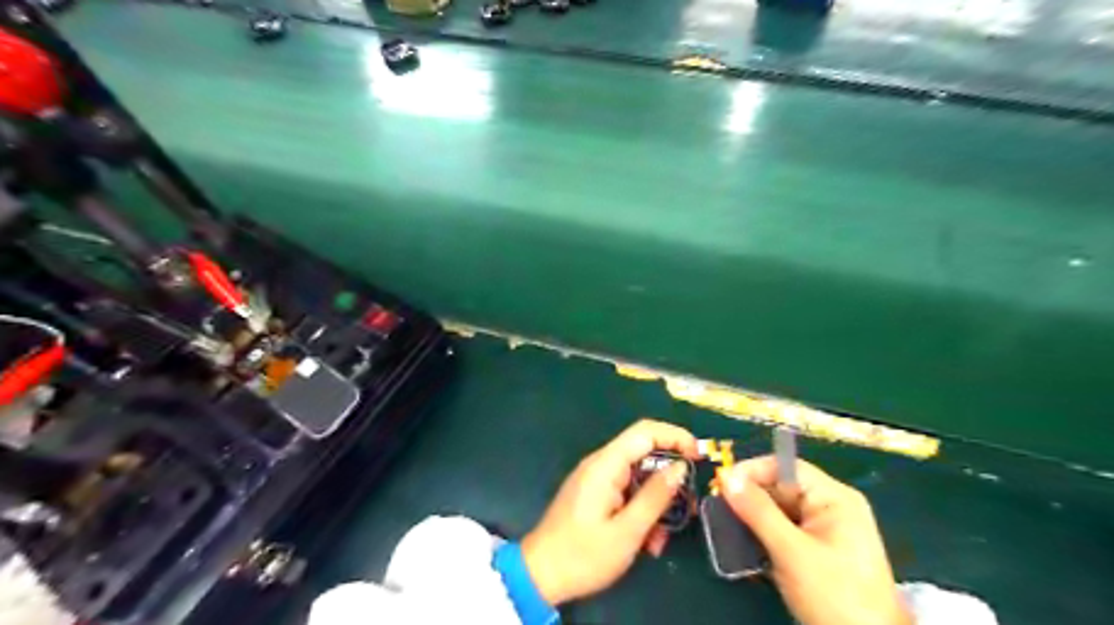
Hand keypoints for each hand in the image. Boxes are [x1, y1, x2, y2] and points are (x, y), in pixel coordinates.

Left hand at [522, 419, 692, 604]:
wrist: (540, 575)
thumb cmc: (583, 555)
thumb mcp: (627, 531)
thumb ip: (655, 496)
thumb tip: (680, 467)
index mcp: (605, 465)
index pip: (645, 431)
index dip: (675, 436)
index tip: (699, 456)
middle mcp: (601, 464)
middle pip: (644, 454)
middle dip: (669, 477)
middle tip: (687, 505)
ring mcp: (597, 479)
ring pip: (638, 477)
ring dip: (656, 502)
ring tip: (662, 537)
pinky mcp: (595, 494)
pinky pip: (626, 492)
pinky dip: (641, 510)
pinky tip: (647, 541)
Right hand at [723, 454, 913, 623]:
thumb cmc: (835, 595)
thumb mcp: (791, 552)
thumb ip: (758, 511)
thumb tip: (727, 477)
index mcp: (834, 498)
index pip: (786, 468)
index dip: (753, 471)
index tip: (723, 483)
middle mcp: (831, 508)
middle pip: (781, 488)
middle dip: (750, 498)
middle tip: (719, 509)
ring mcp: (825, 531)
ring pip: (779, 511)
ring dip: (753, 519)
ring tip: (726, 528)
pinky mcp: (817, 552)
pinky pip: (784, 532)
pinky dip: (764, 536)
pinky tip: (745, 547)